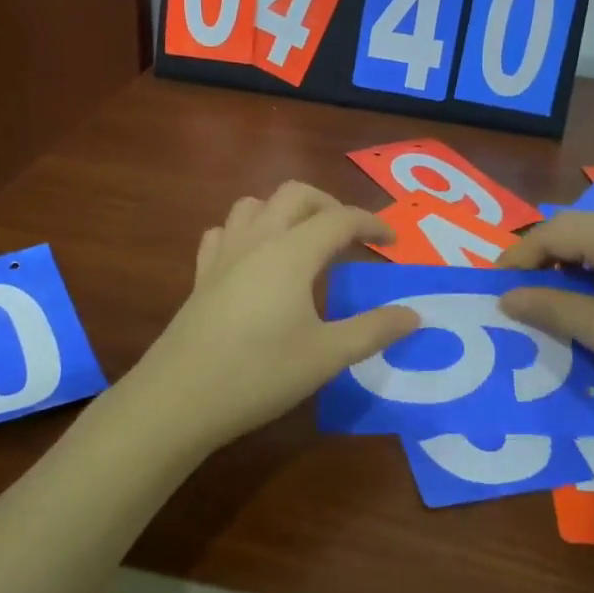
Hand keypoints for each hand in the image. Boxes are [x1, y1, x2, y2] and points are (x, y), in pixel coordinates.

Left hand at [131, 182, 421, 450]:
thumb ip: (374, 330)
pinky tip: (254, 259)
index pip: (340, 218)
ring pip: (255, 205)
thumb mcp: (327, 356)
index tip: (393, 241)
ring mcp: (224, 255)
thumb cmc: (260, 374)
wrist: (179, 398)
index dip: (372, 224)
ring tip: (304, 241)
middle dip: (329, 204)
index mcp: (292, 252)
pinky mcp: (201, 275)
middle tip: (351, 237)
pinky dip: (247, 231)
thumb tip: (414, 315)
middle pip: (296, 194)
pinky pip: (224, 232)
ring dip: (285, 211)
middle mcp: (258, 240)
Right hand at [495, 210, 593, 429]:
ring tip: (541, 300)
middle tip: (515, 292)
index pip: (555, 230)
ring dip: (562, 269)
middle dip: (539, 258)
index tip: (493, 287)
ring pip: (593, 248)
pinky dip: (587, 280)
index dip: (519, 255)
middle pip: (573, 232)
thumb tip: (506, 297)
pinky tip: (582, 306)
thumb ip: (551, 308)